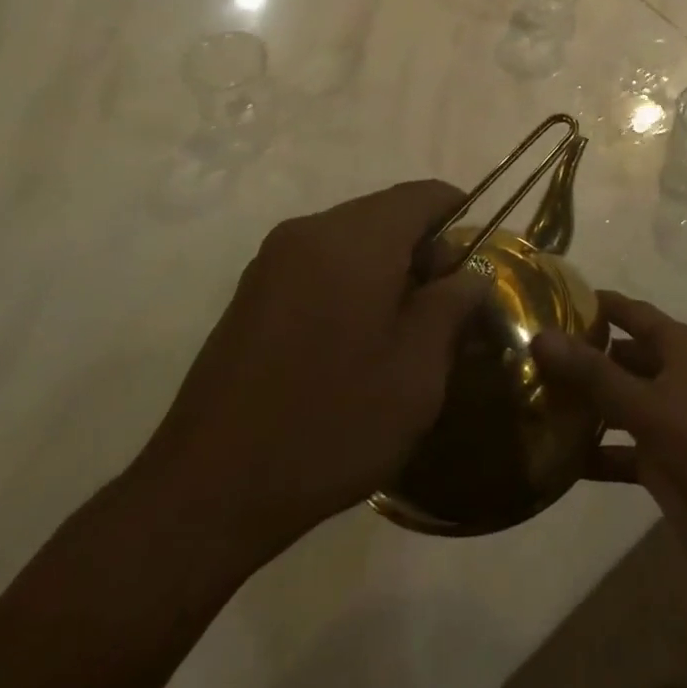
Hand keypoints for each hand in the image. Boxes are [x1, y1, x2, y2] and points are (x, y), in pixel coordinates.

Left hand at [135, 180, 484, 569]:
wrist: (206, 492)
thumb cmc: (330, 424)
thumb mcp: (417, 371)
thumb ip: (453, 305)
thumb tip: (471, 273)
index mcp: (355, 238)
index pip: (426, 194)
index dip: (463, 218)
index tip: (479, 265)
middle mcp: (311, 230)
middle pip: (389, 212)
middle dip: (426, 248)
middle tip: (445, 309)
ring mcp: (274, 259)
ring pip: (355, 237)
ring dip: (390, 266)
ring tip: (403, 329)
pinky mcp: (252, 290)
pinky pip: (321, 262)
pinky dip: (353, 280)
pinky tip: (355, 339)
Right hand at [534, 292, 686, 588]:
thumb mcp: (646, 405)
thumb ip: (593, 373)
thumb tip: (541, 335)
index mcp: (680, 347)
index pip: (632, 313)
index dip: (598, 304)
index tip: (553, 298)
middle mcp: (676, 375)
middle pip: (624, 356)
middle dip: (584, 356)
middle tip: (532, 355)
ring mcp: (670, 418)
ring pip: (621, 401)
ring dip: (587, 404)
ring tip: (536, 401)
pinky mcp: (664, 460)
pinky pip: (623, 449)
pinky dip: (597, 451)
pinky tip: (557, 459)